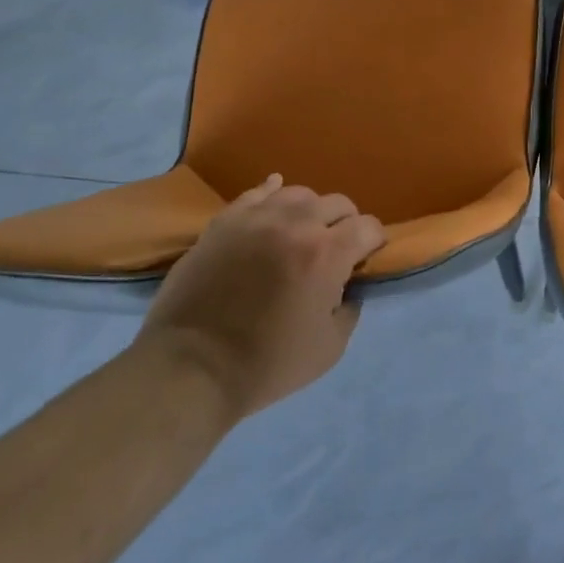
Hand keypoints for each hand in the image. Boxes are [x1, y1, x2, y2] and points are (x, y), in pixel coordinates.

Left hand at [138, 176, 384, 419]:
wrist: (190, 370)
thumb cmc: (266, 364)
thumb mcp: (329, 349)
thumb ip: (349, 310)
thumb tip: (347, 289)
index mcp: (328, 254)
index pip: (368, 227)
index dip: (373, 242)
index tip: (366, 258)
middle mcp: (297, 224)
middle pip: (338, 204)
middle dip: (346, 224)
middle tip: (337, 248)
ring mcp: (257, 219)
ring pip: (299, 194)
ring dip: (310, 211)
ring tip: (302, 231)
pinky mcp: (224, 223)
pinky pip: (256, 193)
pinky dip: (272, 193)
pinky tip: (275, 197)